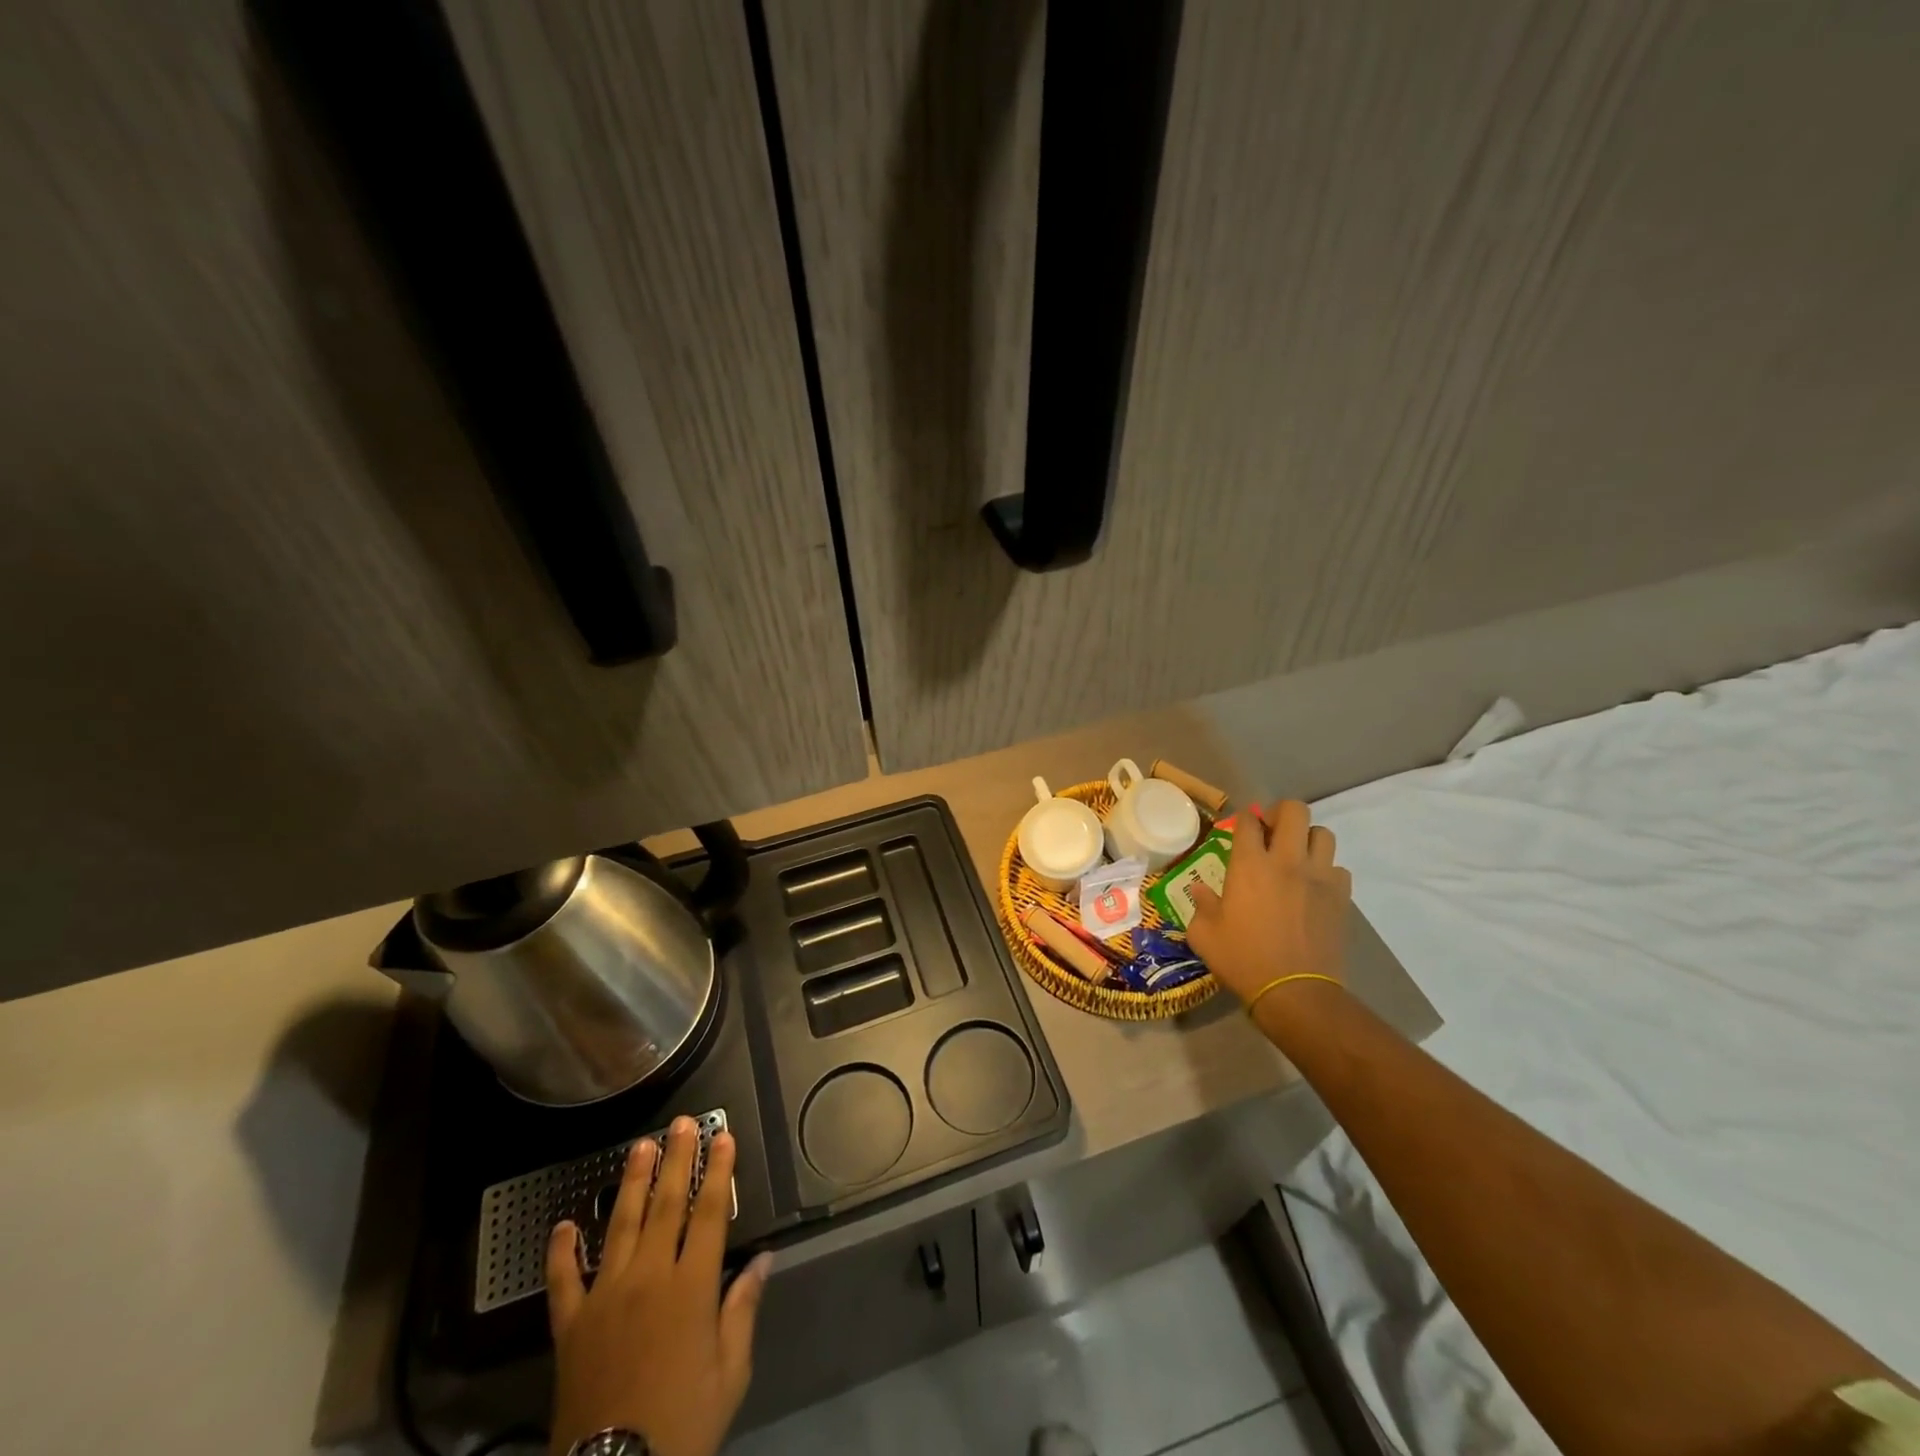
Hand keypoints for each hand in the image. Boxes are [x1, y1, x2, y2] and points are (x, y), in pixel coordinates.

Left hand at [546, 1119, 771, 1455]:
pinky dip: (561, 1250)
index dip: (717, 1171)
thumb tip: (762, 1260)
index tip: (723, 1137)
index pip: (708, 1213)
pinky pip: (564, 1279)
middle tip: (682, 1123)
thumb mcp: (730, 1373)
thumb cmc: (683, 1423)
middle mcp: (648, 1278)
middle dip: (677, 1159)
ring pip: (619, 1225)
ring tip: (640, 1147)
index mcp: (691, 1287)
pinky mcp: (571, 1325)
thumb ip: (742, 1309)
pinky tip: (562, 1224)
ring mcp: (605, 1297)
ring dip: (632, 1182)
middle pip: (665, 1205)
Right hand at [1186, 800, 1351, 1008]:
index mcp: (1249, 865)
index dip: (1244, 818)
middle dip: (1281, 813)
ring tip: (1296, 856)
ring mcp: (1319, 877)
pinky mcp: (1341, 897)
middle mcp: (1286, 861)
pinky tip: (1314, 887)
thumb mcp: (1205, 935)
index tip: (1240, 827)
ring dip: (1307, 839)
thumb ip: (1201, 905)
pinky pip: (1338, 869)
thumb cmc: (1243, 960)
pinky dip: (1327, 871)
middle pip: (1294, 811)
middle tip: (1271, 831)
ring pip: (1323, 834)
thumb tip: (1200, 888)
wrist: (1295, 992)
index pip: (1248, 820)